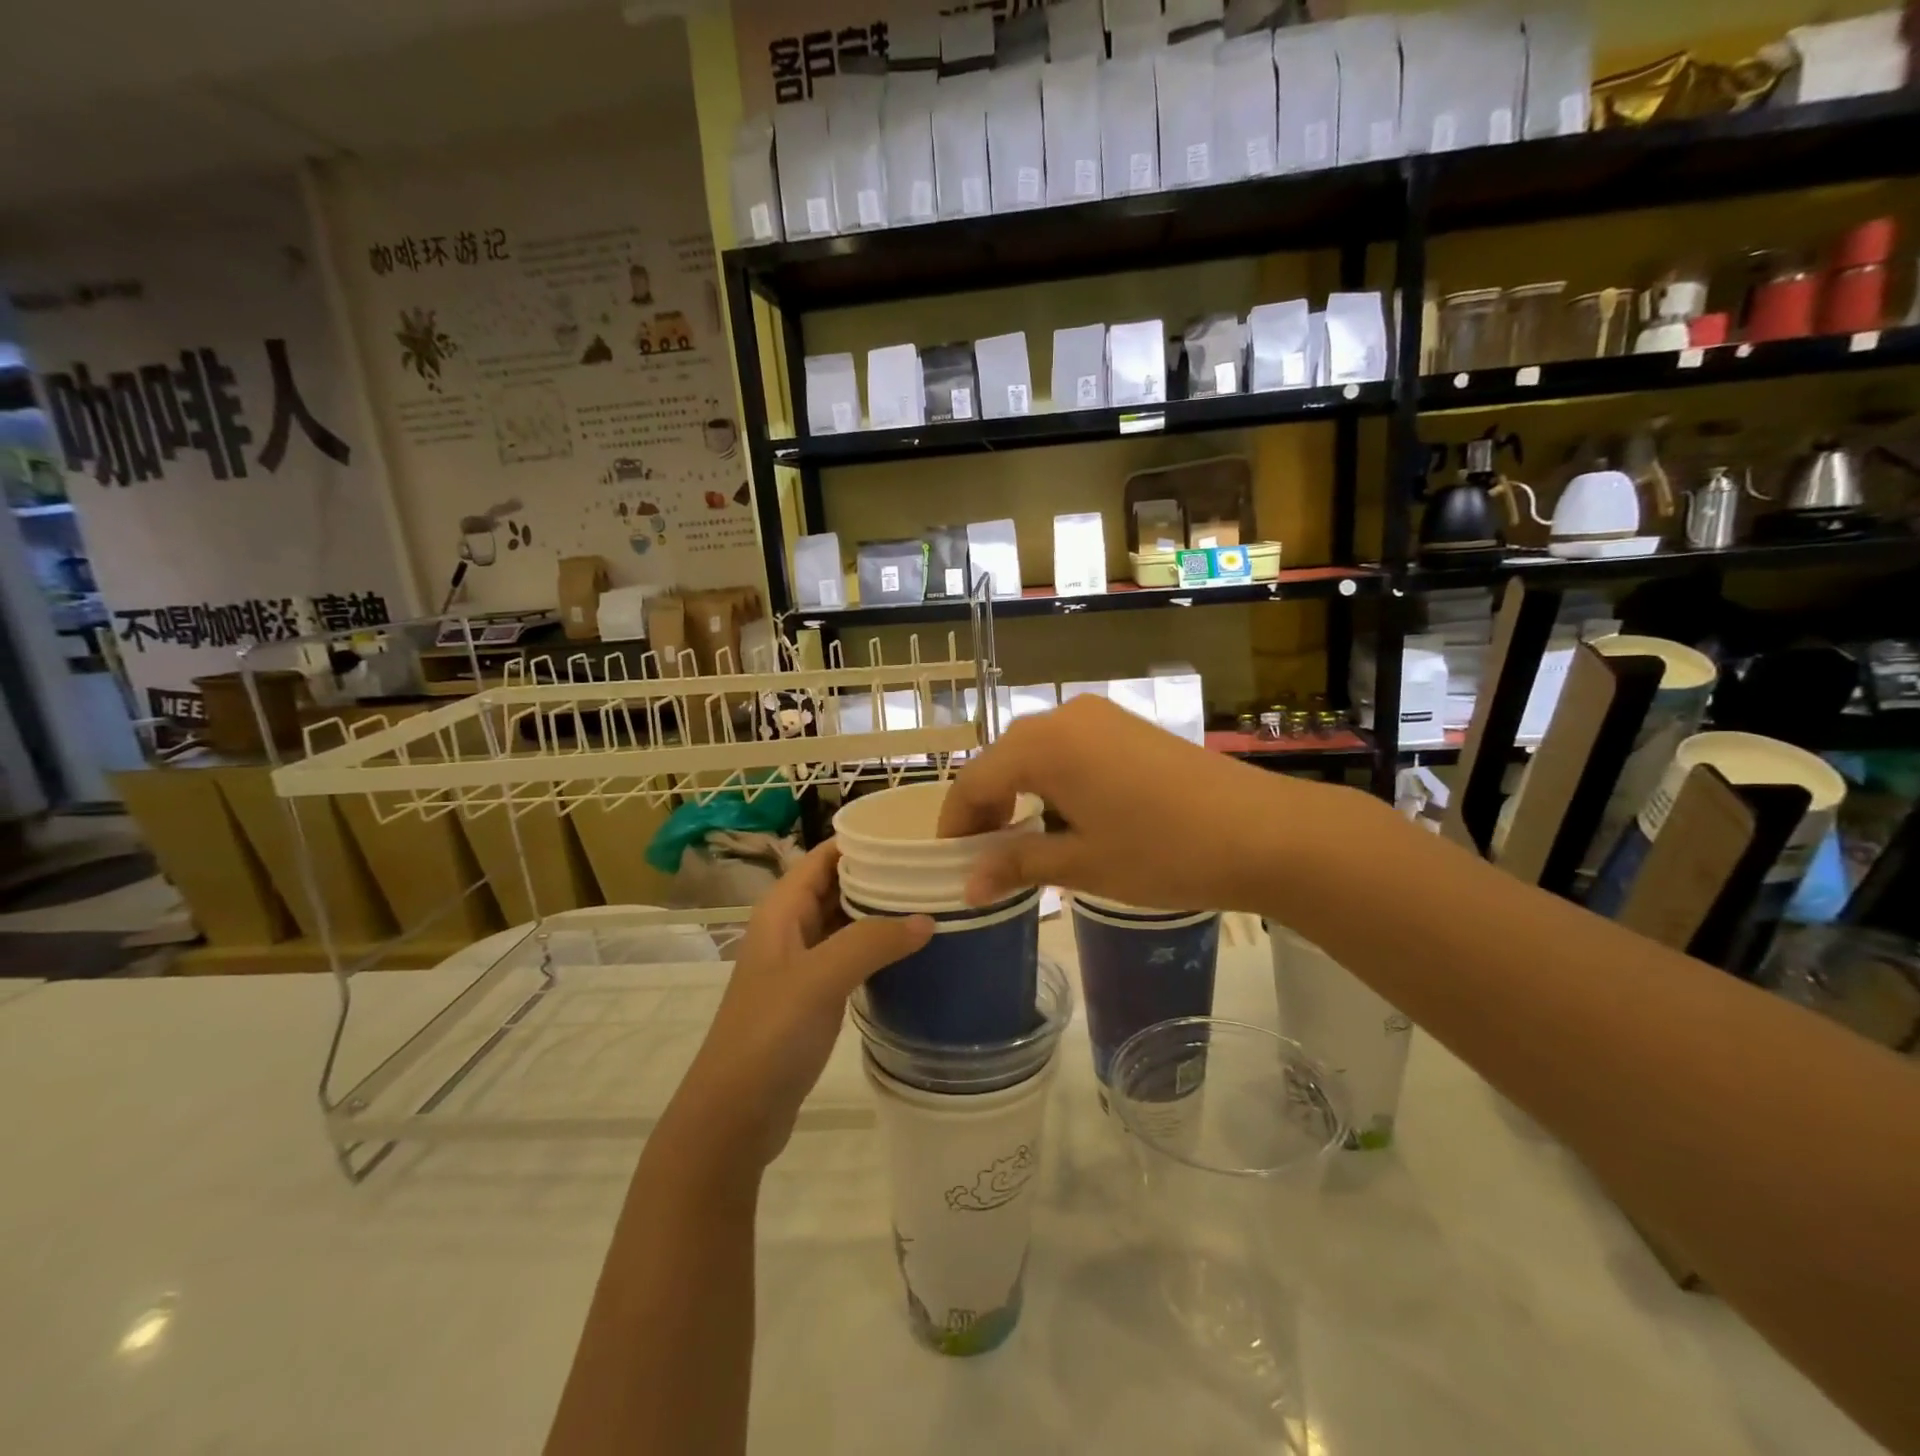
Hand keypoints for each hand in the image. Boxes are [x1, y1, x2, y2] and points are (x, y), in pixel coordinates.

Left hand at [679, 841, 932, 1165]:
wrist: (733, 1115)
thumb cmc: (769, 1034)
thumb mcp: (820, 979)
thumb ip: (872, 941)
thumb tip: (928, 918)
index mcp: (783, 909)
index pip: (826, 855)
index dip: (865, 841)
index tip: (914, 834)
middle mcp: (791, 928)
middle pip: (839, 884)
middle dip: (882, 875)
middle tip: (936, 869)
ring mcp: (802, 964)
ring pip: (847, 921)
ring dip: (883, 912)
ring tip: (935, 902)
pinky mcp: (813, 996)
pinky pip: (851, 956)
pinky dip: (879, 947)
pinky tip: (914, 952)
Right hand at [938, 695, 1322, 912]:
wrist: (1264, 832)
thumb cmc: (1163, 852)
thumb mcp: (1082, 864)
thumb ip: (1017, 864)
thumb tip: (967, 885)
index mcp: (1042, 745)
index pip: (974, 781)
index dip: (956, 823)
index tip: (948, 862)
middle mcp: (1064, 716)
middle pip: (1002, 760)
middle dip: (985, 807)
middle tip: (982, 857)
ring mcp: (1101, 716)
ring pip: (1035, 751)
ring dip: (1018, 791)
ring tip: (1019, 840)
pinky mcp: (1128, 725)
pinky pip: (1069, 746)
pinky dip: (1052, 778)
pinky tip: (1064, 814)